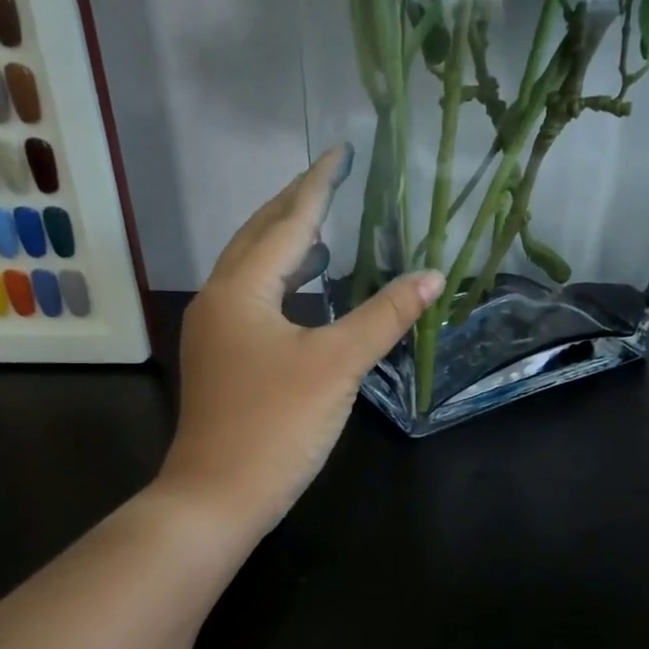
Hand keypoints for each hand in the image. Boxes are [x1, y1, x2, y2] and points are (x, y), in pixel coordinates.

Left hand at [160, 147, 443, 534]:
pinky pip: (255, 301)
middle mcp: (220, 299)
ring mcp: (216, 332)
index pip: (287, 223)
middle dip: (295, 206)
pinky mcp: (223, 360)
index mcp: (242, 289)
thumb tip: (432, 277)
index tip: (340, 152)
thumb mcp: (338, 364)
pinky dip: (284, 285)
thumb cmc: (277, 423)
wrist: (218, 496)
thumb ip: (385, 316)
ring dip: (288, 246)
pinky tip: (309, 294)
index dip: (318, 186)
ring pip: (253, 271)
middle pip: (259, 237)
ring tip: (326, 230)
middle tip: (332, 181)